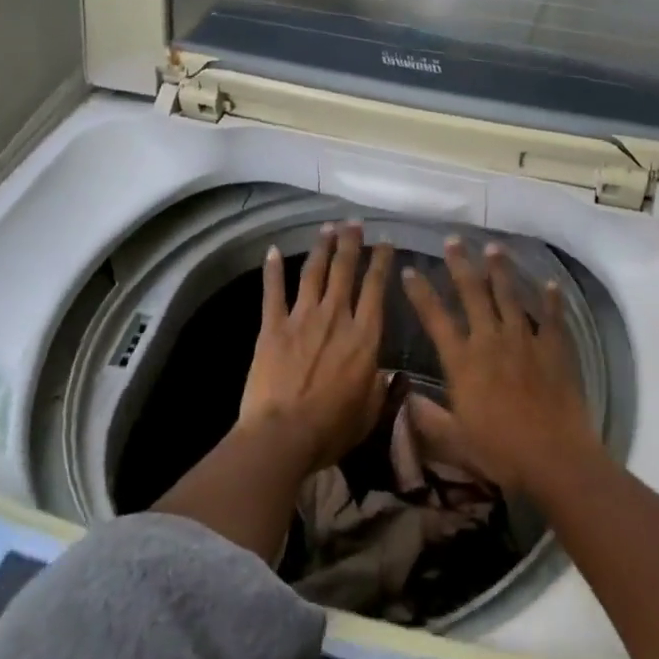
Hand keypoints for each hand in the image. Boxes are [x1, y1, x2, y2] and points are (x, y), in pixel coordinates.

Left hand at [238, 220, 395, 473]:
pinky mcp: (273, 327)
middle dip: (351, 243)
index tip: (385, 242)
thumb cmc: (331, 428)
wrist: (283, 435)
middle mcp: (336, 317)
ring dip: (322, 248)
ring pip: (314, 273)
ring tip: (327, 227)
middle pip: (345, 270)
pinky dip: (273, 270)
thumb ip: (379, 387)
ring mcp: (302, 318)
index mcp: (364, 336)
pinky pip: (273, 292)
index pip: (376, 288)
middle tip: (354, 223)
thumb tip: (385, 373)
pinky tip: (273, 251)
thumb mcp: (369, 411)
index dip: (382, 261)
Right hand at [400, 237, 594, 492]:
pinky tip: (550, 283)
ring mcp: (524, 340)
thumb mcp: (453, 440)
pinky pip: (551, 317)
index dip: (421, 293)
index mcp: (462, 361)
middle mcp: (490, 341)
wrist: (553, 456)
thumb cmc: (499, 451)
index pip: (435, 318)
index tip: (410, 270)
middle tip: (453, 240)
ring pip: (509, 295)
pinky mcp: (553, 348)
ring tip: (493, 248)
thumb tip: (403, 398)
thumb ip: (426, 418)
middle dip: (460, 264)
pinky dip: (551, 299)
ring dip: (500, 270)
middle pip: (472, 293)